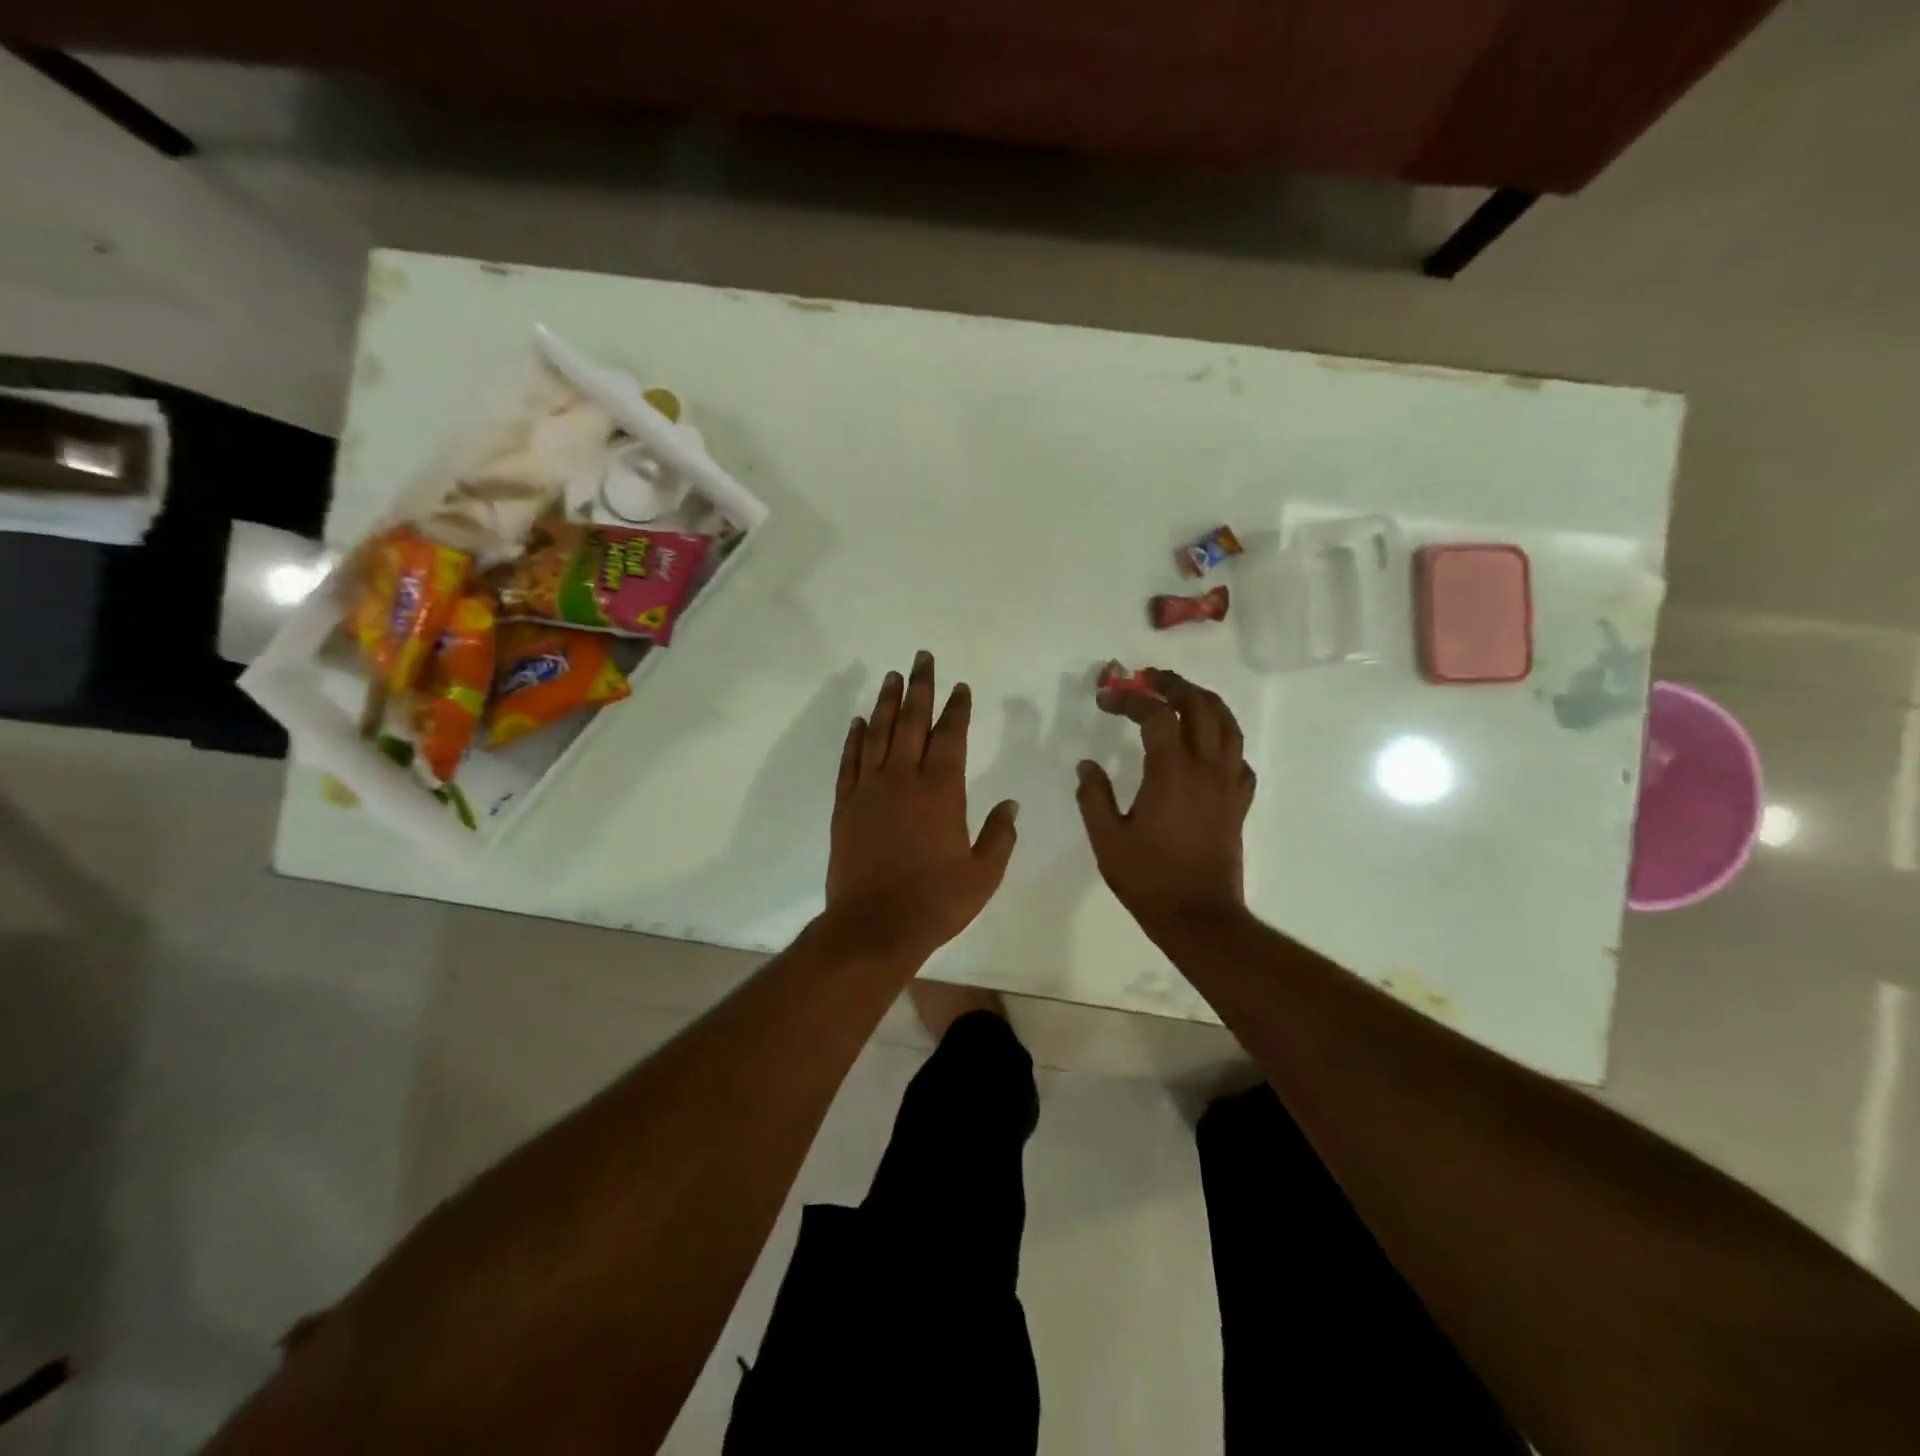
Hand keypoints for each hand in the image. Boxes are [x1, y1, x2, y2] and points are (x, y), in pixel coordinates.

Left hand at [824, 651, 1018, 964]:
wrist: (873, 926)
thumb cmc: (935, 902)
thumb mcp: (983, 874)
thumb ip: (1000, 836)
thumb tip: (1011, 804)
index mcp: (941, 791)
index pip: (951, 736)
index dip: (956, 708)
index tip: (959, 687)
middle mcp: (904, 779)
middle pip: (912, 721)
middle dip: (920, 687)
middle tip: (922, 658)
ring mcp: (870, 789)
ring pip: (879, 733)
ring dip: (888, 703)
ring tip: (893, 677)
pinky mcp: (845, 806)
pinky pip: (850, 761)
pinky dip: (855, 738)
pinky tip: (860, 721)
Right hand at [1076, 670, 1255, 936]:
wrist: (1199, 917)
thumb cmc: (1148, 878)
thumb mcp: (1107, 839)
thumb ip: (1094, 797)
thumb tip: (1086, 766)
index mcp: (1171, 771)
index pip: (1155, 715)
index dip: (1129, 699)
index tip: (1105, 699)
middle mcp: (1206, 768)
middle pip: (1201, 707)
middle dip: (1174, 685)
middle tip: (1149, 680)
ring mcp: (1227, 785)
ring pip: (1229, 726)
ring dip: (1206, 703)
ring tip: (1183, 697)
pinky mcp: (1238, 804)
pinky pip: (1239, 759)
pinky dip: (1225, 741)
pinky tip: (1209, 748)